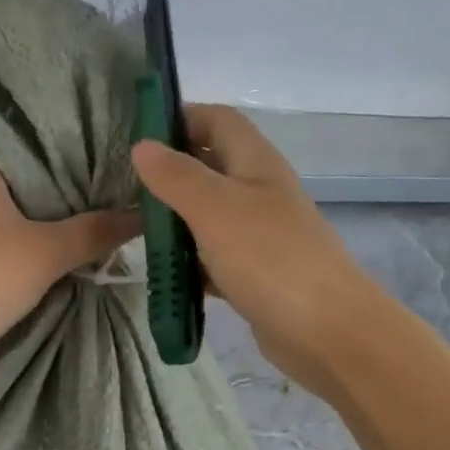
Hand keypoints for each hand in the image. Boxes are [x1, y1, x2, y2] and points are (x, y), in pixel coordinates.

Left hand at [0, 150, 140, 378]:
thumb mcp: (44, 256)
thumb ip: (95, 232)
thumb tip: (143, 212)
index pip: (33, 151)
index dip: (73, 172)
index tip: (104, 192)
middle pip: (13, 183)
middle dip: (49, 206)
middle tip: (91, 222)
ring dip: (21, 228)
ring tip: (62, 244)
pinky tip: (16, 263)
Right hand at [133, 105, 373, 395]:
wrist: (325, 330)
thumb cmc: (270, 259)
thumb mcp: (215, 209)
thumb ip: (177, 177)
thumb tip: (142, 145)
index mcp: (256, 163)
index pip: (217, 121)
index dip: (179, 119)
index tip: (136, 138)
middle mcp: (259, 193)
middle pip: (210, 169)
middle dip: (169, 175)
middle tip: (124, 190)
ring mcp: (259, 237)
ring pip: (209, 218)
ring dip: (176, 223)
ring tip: (133, 232)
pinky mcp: (254, 276)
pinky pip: (214, 260)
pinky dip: (190, 264)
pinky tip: (164, 276)